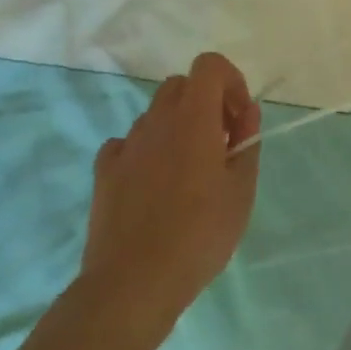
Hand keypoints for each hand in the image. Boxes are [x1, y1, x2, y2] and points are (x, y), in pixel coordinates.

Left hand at [79, 52, 261, 334]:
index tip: (239, 118)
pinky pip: (127, 144)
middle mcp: (157, 121)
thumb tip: (246, 114)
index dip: (230, 81)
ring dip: (177, 127)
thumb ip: (247, 143)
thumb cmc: (199, 234)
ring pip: (155, 114)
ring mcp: (126, 146)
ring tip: (189, 171)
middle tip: (220, 142)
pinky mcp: (104, 173)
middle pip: (181, 85)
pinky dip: (145, 151)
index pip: (209, 65)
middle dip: (205, 102)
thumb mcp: (242, 190)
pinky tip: (154, 184)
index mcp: (193, 118)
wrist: (133, 284)